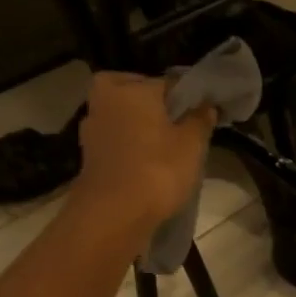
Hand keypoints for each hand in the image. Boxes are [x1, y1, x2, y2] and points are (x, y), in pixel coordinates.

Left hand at [71, 71, 215, 244]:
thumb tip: (206, 105)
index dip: (188, 97)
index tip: (202, 113)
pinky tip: (147, 163)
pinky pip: (117, 139)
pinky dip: (130, 146)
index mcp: (131, 88)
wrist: (113, 214)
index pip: (167, 82)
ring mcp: (92, 127)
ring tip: (166, 147)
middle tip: (179, 125)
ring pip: (124, 117)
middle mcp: (106, 99)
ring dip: (141, 126)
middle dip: (157, 106)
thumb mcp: (192, 144)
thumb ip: (200, 120)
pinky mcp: (89, 154)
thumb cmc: (158, 169)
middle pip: (138, 94)